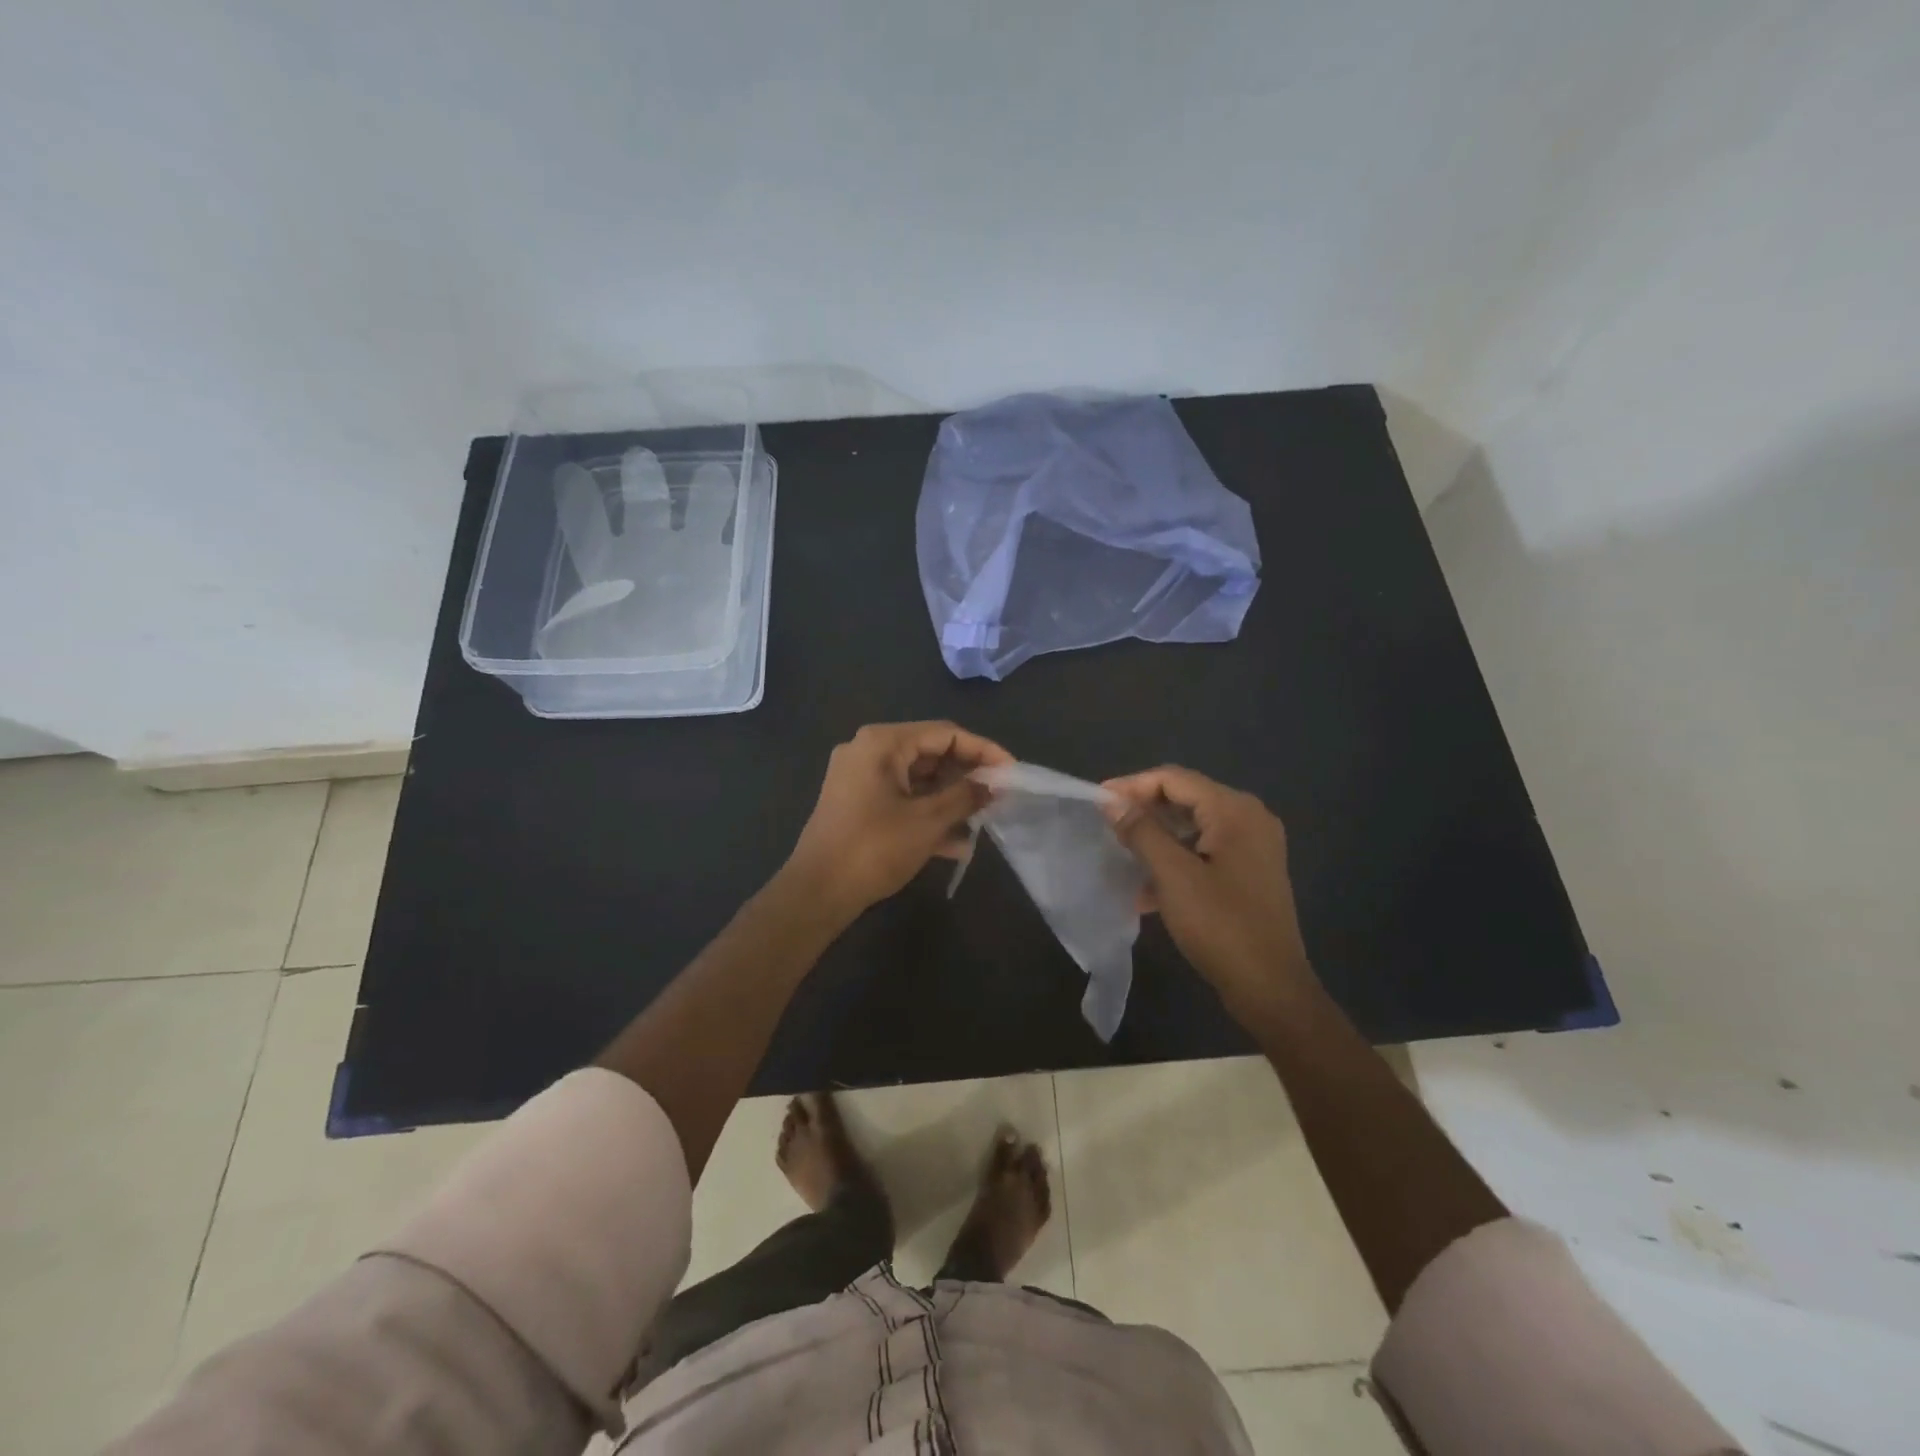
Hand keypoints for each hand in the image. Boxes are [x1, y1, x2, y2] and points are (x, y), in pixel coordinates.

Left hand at [784, 721, 1013, 919]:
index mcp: (883, 743)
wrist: (816, 893)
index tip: (1011, 771)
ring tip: (983, 819)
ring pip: (917, 780)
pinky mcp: (857, 804)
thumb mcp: (928, 821)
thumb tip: (992, 785)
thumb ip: (965, 796)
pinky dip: (927, 814)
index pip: (944, 733)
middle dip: (966, 776)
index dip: (982, 750)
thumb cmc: (874, 848)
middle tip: (999, 796)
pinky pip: (901, 799)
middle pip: (930, 753)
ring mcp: (860, 778)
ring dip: (950, 798)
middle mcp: (868, 751)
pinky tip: (956, 844)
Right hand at [1103, 765, 1314, 1030]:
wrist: (1271, 988)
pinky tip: (1148, 890)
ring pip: (1193, 827)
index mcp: (1235, 810)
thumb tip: (1110, 800)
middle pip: (1186, 798)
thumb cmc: (1221, 926)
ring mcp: (1254, 847)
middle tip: (1107, 826)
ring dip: (1157, 838)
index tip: (1097, 802)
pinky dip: (1176, 860)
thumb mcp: (1173, 876)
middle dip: (1143, 810)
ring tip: (1122, 855)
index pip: (1174, 779)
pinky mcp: (1250, 872)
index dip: (1132, 786)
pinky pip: (1205, 851)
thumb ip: (1141, 831)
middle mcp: (1250, 818)